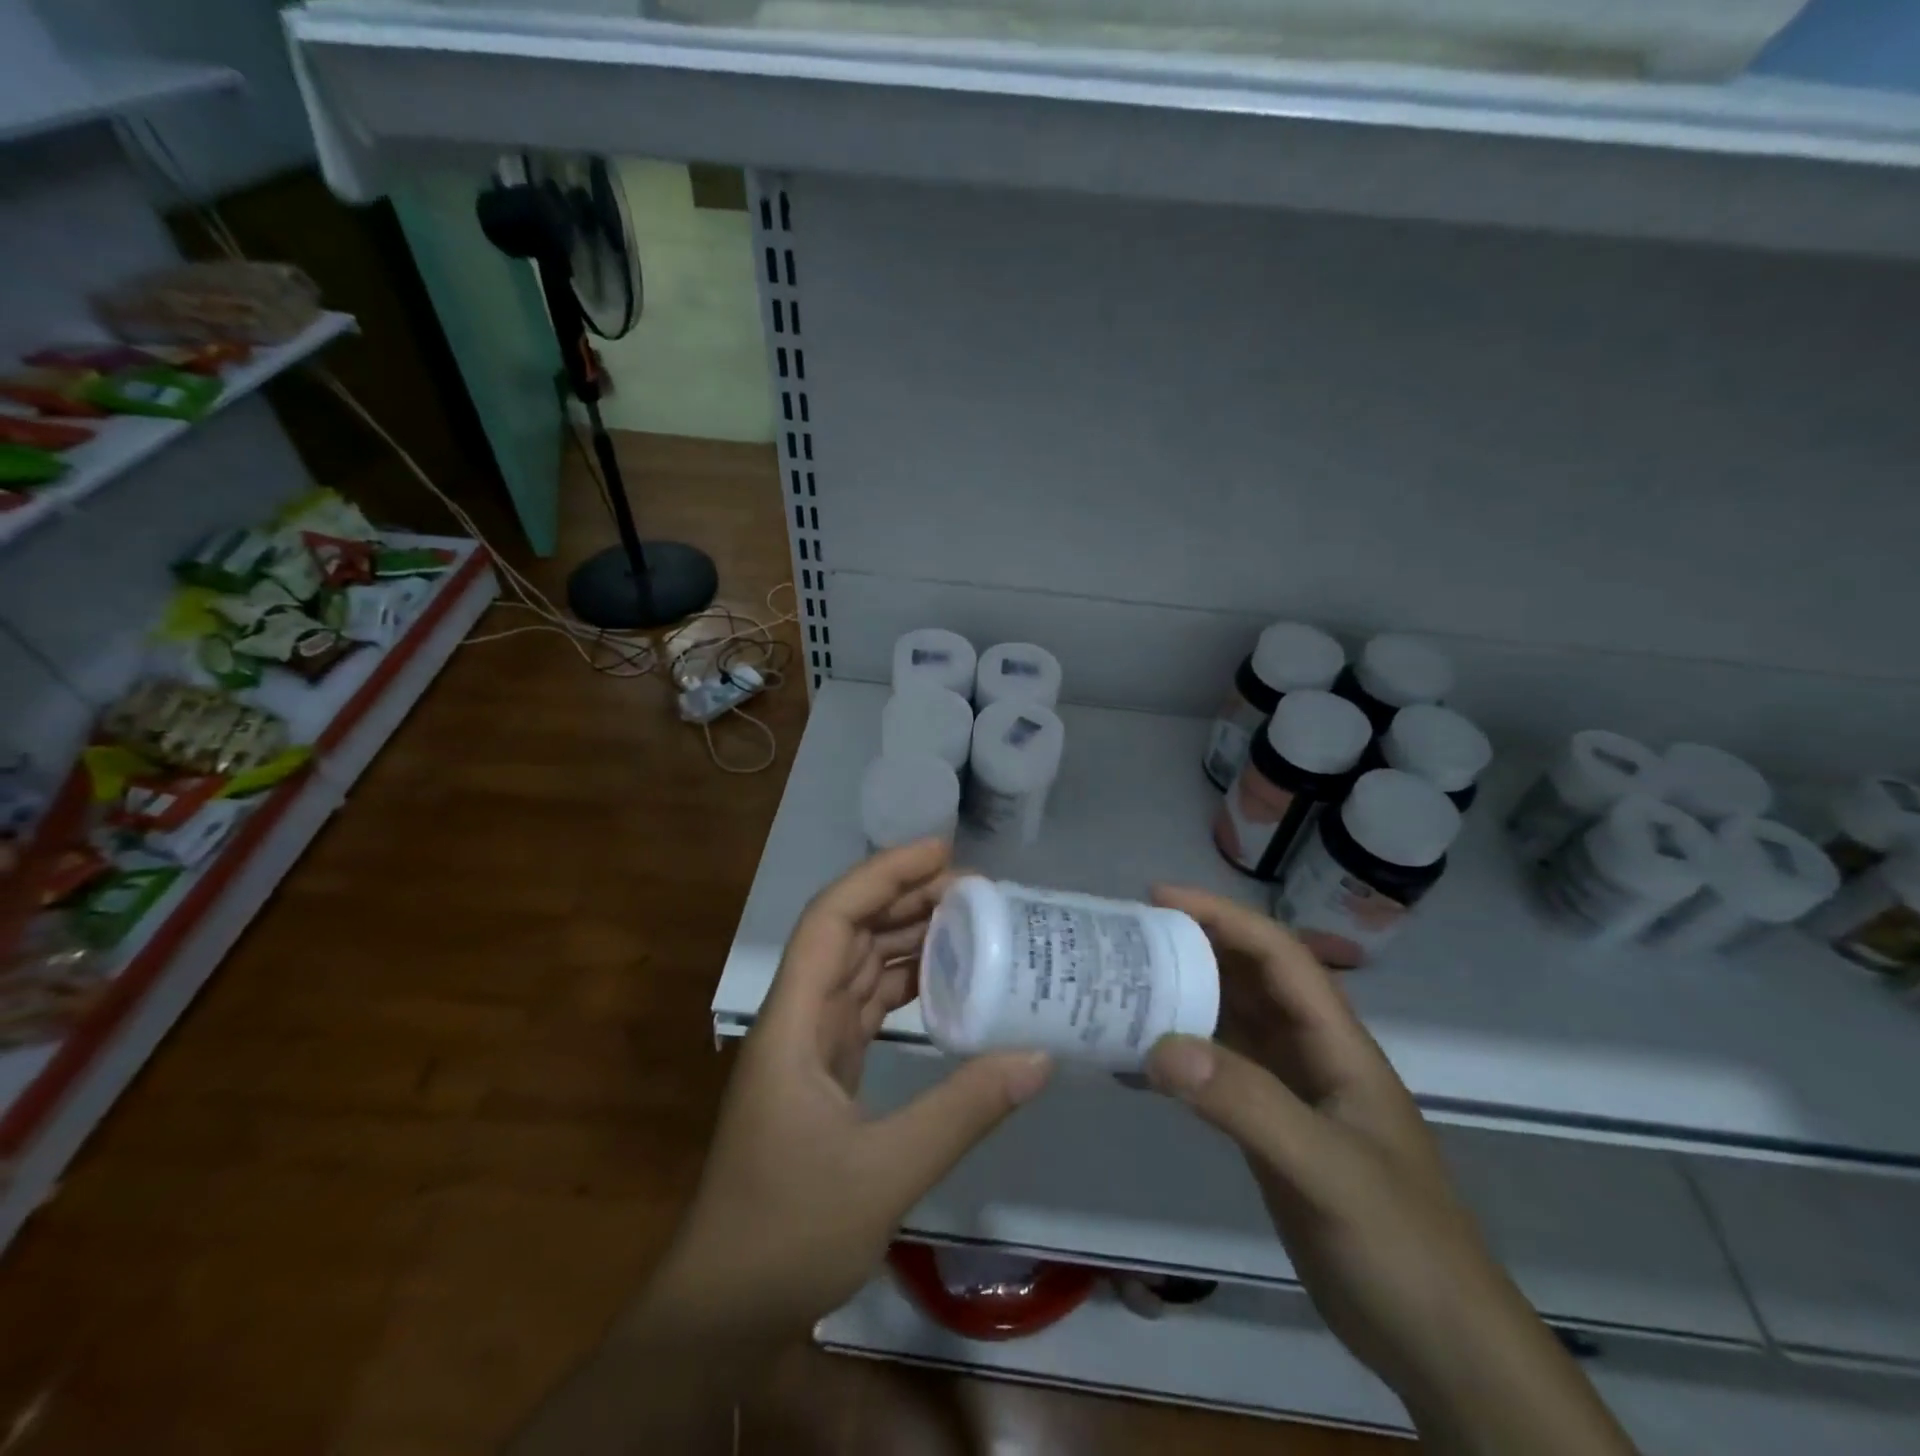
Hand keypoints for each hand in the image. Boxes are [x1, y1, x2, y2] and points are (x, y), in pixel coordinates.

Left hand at [643, 839, 1052, 1342]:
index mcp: (793, 1020)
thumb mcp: (884, 1172)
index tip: (941, 853)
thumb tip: (1039, 1056)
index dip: (882, 875)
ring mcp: (809, 1047)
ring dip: (906, 938)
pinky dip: (904, 987)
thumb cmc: (787, 1232)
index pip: (833, 919)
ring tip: (969, 920)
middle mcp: (797, 1018)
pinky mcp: (824, 1074)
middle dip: (905, 899)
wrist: (723, 1308)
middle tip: (975, 888)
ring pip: (858, 968)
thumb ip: (962, 1109)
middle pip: (849, 934)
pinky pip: (866, 1009)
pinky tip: (945, 984)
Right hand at [1145, 889, 1633, 1454]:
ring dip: (1183, 996)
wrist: (1438, 1345)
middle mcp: (1310, 1055)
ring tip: (1123, 983)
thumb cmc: (1400, 1244)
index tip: (1158, 898)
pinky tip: (1141, 1058)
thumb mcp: (1326, 1168)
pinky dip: (1181, 1055)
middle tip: (1127, 937)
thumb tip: (1160, 1045)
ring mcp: (1291, 1093)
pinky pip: (1218, 1072)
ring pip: (1231, 1022)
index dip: (1222, 917)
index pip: (1278, 955)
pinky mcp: (1271, 1130)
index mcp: (1335, 1043)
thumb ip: (1247, 1103)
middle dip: (1194, 947)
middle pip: (1249, 979)